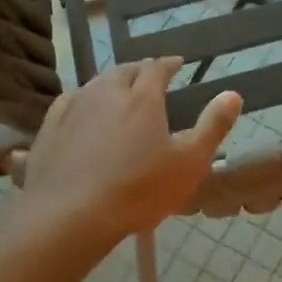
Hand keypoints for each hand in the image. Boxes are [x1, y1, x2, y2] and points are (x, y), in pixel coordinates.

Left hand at [21, 58, 241, 242]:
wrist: (68, 217)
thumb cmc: (138, 190)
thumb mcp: (189, 162)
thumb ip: (213, 126)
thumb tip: (232, 93)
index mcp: (142, 97)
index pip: (157, 68)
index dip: (169, 64)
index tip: (178, 63)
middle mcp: (106, 93)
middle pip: (124, 71)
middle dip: (140, 70)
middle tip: (150, 77)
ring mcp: (73, 108)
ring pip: (95, 84)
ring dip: (111, 83)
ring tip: (119, 92)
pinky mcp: (49, 128)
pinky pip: (69, 102)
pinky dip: (83, 100)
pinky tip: (82, 111)